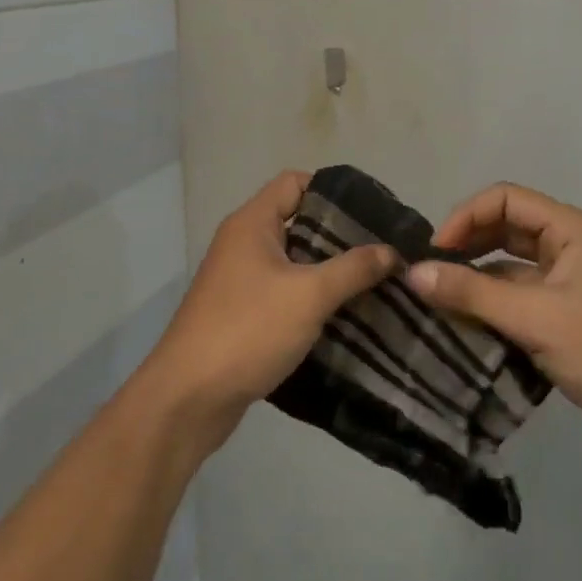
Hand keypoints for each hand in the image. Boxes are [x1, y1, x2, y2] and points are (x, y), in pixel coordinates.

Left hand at [138, 172, 396, 448]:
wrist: (189, 397)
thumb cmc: (248, 330)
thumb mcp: (309, 295)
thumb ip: (353, 269)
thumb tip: (392, 250)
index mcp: (252, 223)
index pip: (295, 182)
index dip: (332, 191)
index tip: (371, 214)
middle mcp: (242, 243)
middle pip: (297, 221)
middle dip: (338, 236)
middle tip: (381, 252)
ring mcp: (239, 279)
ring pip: (292, 261)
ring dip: (327, 271)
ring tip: (372, 283)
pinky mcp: (241, 312)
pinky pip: (283, 291)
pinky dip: (310, 298)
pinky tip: (343, 315)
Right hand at [407, 182, 581, 449]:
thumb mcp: (534, 320)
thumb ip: (471, 294)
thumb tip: (412, 273)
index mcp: (572, 230)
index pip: (506, 199)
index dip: (466, 217)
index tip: (437, 251)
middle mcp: (571, 244)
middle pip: (507, 225)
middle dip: (469, 242)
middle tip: (433, 270)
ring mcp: (572, 277)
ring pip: (512, 260)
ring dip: (478, 272)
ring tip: (442, 293)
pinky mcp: (569, 308)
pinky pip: (521, 289)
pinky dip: (494, 298)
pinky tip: (468, 318)